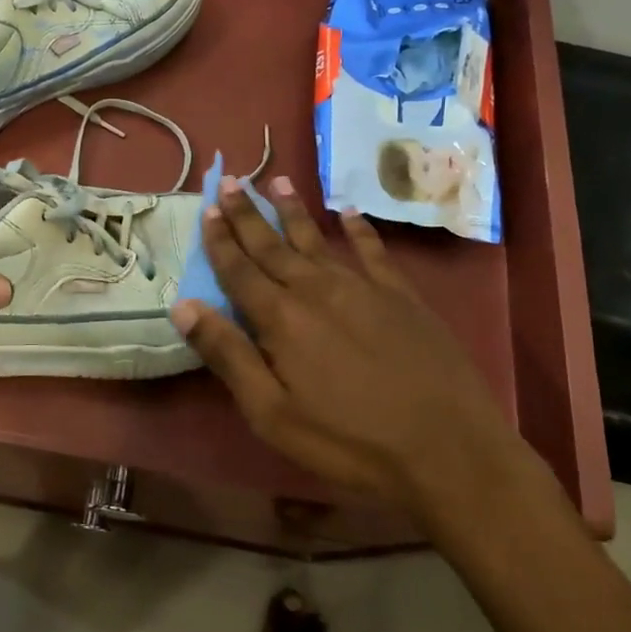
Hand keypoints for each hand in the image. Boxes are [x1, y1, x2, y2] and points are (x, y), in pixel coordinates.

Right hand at [171, 177, 539, 520]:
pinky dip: (358, 229)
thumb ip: (228, 355)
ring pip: (317, 238)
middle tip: (231, 181)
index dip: (220, 240)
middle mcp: (317, 289)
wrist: (447, 449)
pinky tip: (349, 212)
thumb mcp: (272, 413)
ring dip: (293, 210)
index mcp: (281, 318)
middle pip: (273, 245)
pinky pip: (373, 250)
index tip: (206, 209)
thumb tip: (183, 305)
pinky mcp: (401, 295)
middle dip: (247, 214)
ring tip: (277, 181)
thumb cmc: (349, 441)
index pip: (239, 269)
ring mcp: (363, 287)